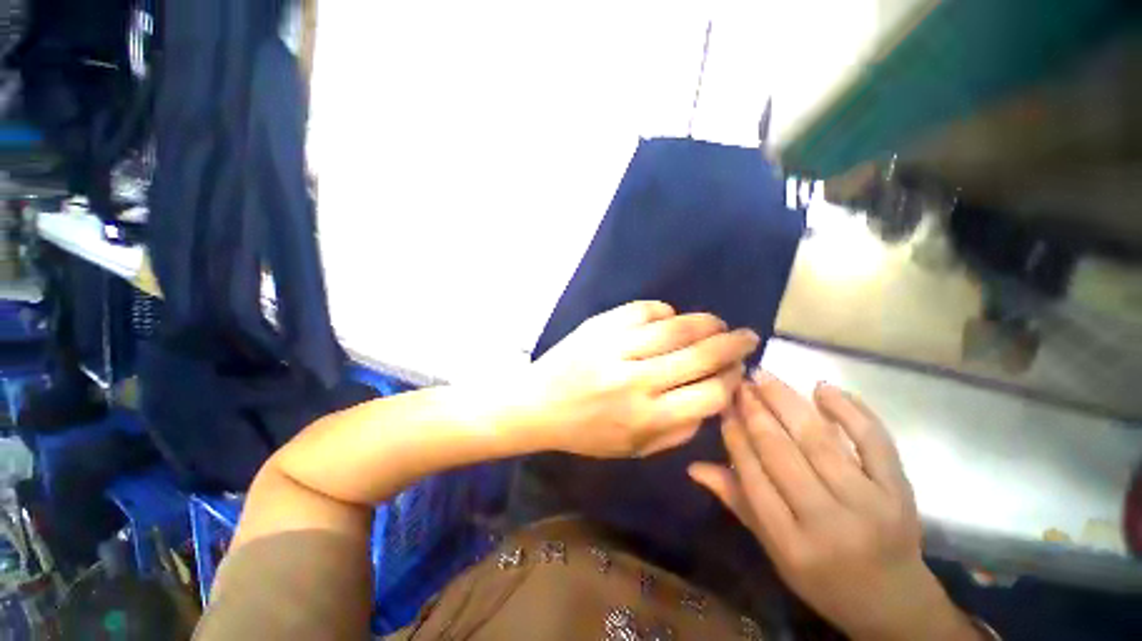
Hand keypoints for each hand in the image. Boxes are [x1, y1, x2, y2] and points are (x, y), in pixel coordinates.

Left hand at [522, 301, 758, 457]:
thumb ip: (677, 430)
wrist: (537, 404)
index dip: (733, 381)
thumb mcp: (633, 449)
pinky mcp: (600, 325)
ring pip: (676, 327)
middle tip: (747, 337)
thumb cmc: (585, 432)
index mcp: (646, 417)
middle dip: (733, 344)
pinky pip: (644, 309)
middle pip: (700, 355)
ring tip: (717, 324)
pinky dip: (665, 311)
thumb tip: (712, 400)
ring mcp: (616, 347)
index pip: (710, 394)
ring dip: (705, 323)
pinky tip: (670, 318)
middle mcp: (636, 380)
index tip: (738, 372)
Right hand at [690, 373, 981, 640]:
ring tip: (764, 376)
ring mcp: (870, 504)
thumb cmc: (823, 579)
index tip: (723, 407)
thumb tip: (694, 466)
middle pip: (783, 453)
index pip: (752, 476)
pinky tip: (822, 388)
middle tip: (739, 383)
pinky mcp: (900, 491)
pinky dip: (850, 410)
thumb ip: (737, 502)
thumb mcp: (773, 550)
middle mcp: (828, 522)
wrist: (895, 602)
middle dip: (755, 412)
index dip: (735, 437)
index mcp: (790, 542)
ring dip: (787, 402)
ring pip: (820, 440)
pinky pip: (874, 442)